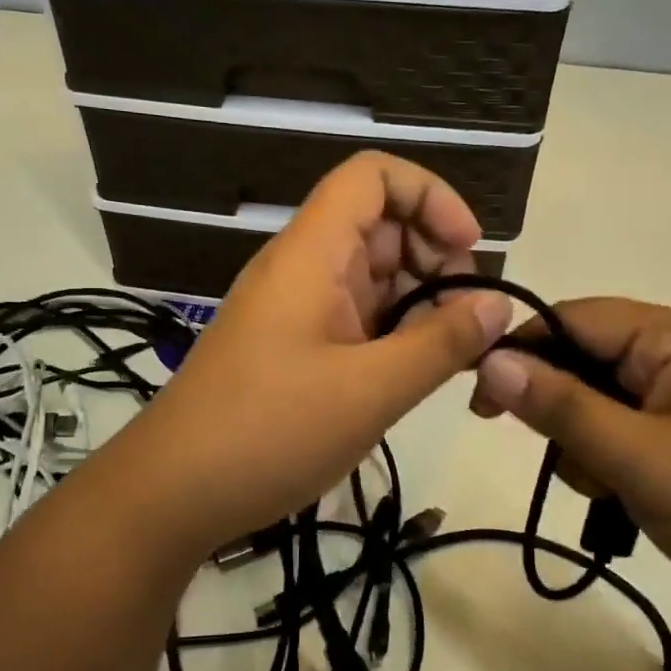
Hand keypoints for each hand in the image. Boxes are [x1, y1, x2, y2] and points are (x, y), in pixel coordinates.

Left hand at [116, 153, 512, 555]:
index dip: (430, 196)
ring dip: (419, 302)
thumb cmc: (269, 432)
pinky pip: (355, 318)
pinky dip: (393, 334)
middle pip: (380, 225)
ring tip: (452, 354)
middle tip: (466, 320)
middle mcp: (302, 268)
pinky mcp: (293, 348)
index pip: (372, 176)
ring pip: (371, 276)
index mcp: (312, 254)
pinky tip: (416, 373)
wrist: (172, 493)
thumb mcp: (370, 390)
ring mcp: (295, 309)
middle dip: (436, 257)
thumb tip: (498, 306)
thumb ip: (441, 343)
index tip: (469, 250)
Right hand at [470, 299, 670, 631]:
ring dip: (584, 447)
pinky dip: (607, 465)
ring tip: (614, 489)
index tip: (479, 400)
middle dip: (561, 412)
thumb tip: (488, 361)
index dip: (521, 350)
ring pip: (593, 404)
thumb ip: (562, 407)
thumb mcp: (642, 457)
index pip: (573, 318)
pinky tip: (627, 499)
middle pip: (582, 361)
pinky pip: (618, 434)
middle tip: (570, 461)